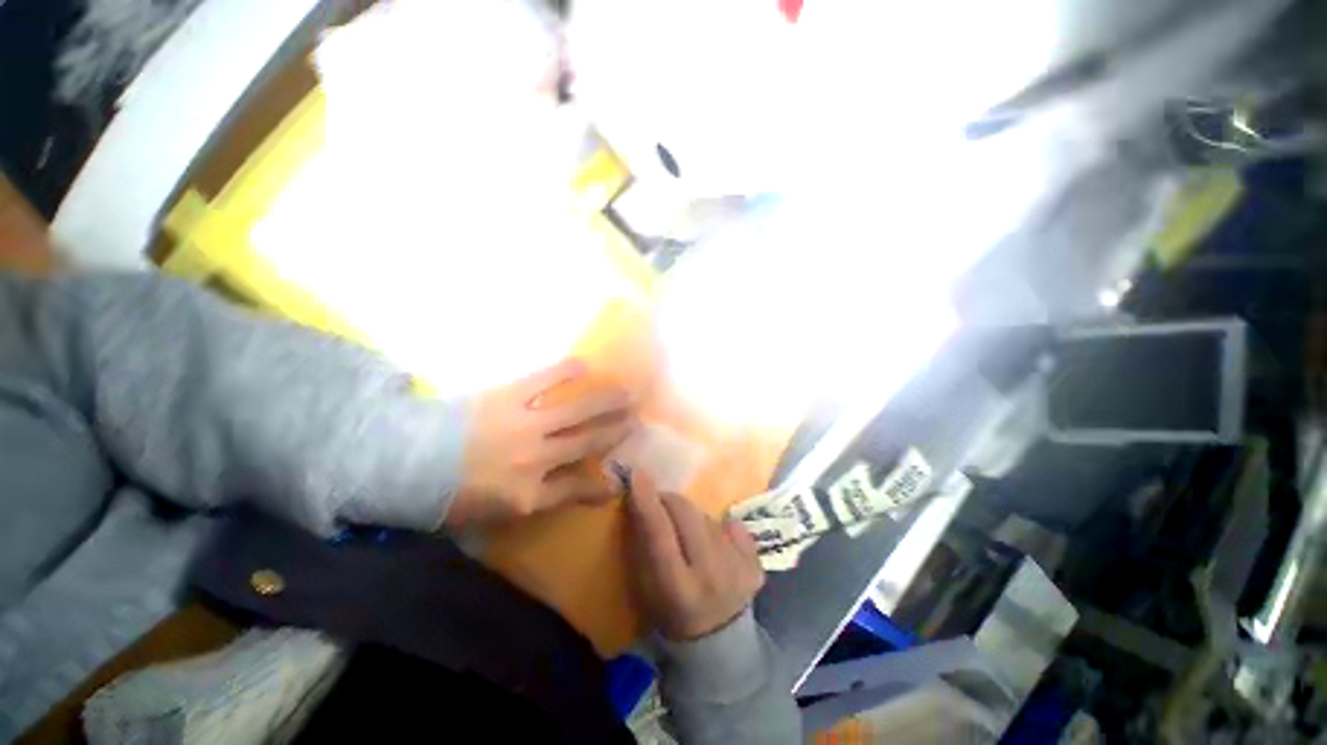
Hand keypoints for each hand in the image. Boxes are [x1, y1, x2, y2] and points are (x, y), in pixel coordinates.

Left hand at [447, 359, 634, 525]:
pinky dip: (565, 372)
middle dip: (616, 430)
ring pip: (576, 411)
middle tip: (637, 418)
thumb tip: (570, 493)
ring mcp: (524, 424)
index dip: (601, 483)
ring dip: (605, 401)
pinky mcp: (507, 397)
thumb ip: (538, 501)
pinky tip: (583, 366)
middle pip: (587, 441)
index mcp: (527, 492)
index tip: (621, 478)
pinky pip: (543, 380)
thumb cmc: (448, 493)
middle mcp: (535, 457)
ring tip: (626, 392)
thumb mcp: (494, 512)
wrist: (401, 461)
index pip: (577, 487)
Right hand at [625, 471, 764, 640]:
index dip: (647, 502)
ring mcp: (739, 569)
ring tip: (688, 534)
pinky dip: (719, 528)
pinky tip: (715, 544)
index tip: (637, 475)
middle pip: (687, 515)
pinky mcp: (756, 564)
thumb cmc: (670, 616)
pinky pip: (732, 526)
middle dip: (669, 500)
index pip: (660, 534)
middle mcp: (711, 576)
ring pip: (707, 517)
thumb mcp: (646, 589)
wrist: (718, 644)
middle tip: (661, 503)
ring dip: (692, 517)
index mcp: (677, 588)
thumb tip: (641, 498)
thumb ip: (644, 545)